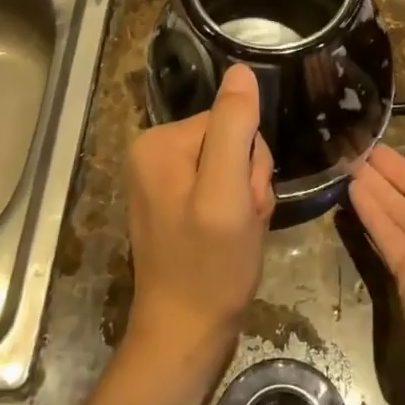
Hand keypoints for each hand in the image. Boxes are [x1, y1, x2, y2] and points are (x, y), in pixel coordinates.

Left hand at [124, 64, 274, 369]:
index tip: (243, 200)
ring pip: (233, 164)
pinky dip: (236, 211)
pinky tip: (229, 237)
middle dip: (248, 180)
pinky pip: (222, 186)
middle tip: (241, 220)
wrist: (186, 334)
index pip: (230, 121)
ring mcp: (163, 178)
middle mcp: (154, 151)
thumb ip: (234, 129)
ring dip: (246, 198)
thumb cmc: (210, 268)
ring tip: (236, 232)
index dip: (250, 160)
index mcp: (159, 142)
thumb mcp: (227, 194)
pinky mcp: (175, 200)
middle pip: (231, 140)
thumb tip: (241, 70)